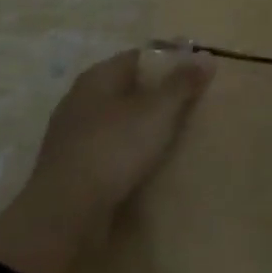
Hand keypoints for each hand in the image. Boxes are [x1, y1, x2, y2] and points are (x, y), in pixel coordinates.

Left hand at [0, 43, 215, 272]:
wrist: (64, 216)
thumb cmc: (114, 149)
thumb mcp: (158, 111)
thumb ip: (183, 82)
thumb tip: (206, 56)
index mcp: (98, 77)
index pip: (141, 57)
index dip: (171, 61)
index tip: (198, 74)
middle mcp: (81, 100)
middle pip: (130, 87)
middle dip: (160, 93)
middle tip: (194, 103)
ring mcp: (73, 135)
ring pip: (120, 119)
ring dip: (145, 124)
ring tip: (178, 134)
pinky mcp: (73, 167)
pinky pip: (111, 147)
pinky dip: (131, 149)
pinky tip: (151, 161)